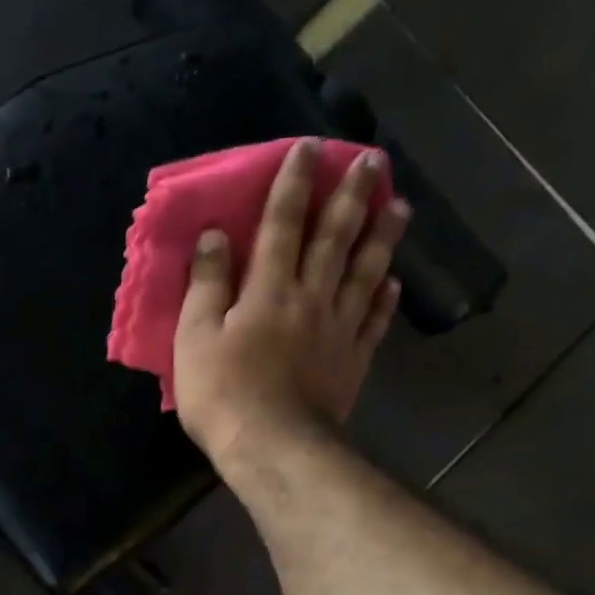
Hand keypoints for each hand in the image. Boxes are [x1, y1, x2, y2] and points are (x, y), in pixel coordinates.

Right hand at [172, 138, 409, 469]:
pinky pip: (373, 320)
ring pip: (365, 272)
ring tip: (400, 204)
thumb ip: (207, 284)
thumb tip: (216, 235)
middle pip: (334, 239)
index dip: (294, 185)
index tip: (308, 148)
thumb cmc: (223, 393)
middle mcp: (310, 298)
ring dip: (382, 235)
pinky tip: (394, 279)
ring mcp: (338, 329)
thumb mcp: (194, 337)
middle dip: (351, 196)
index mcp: (268, 289)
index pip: (282, 225)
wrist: (272, 447)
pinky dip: (385, 297)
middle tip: (373, 159)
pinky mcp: (352, 360)